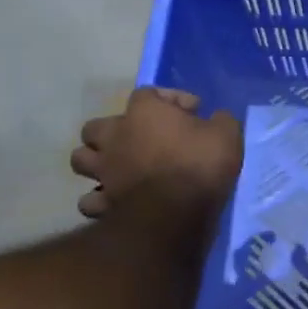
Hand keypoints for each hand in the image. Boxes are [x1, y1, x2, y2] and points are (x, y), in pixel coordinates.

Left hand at [71, 88, 243, 225]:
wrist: (176, 215)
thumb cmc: (200, 165)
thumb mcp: (227, 133)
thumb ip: (219, 120)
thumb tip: (216, 119)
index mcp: (144, 112)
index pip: (148, 93)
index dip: (170, 100)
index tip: (193, 112)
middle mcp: (116, 137)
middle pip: (96, 126)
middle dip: (114, 130)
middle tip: (140, 139)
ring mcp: (104, 171)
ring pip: (80, 159)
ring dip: (96, 161)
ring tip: (118, 167)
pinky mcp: (101, 203)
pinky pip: (89, 199)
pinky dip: (99, 199)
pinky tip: (115, 200)